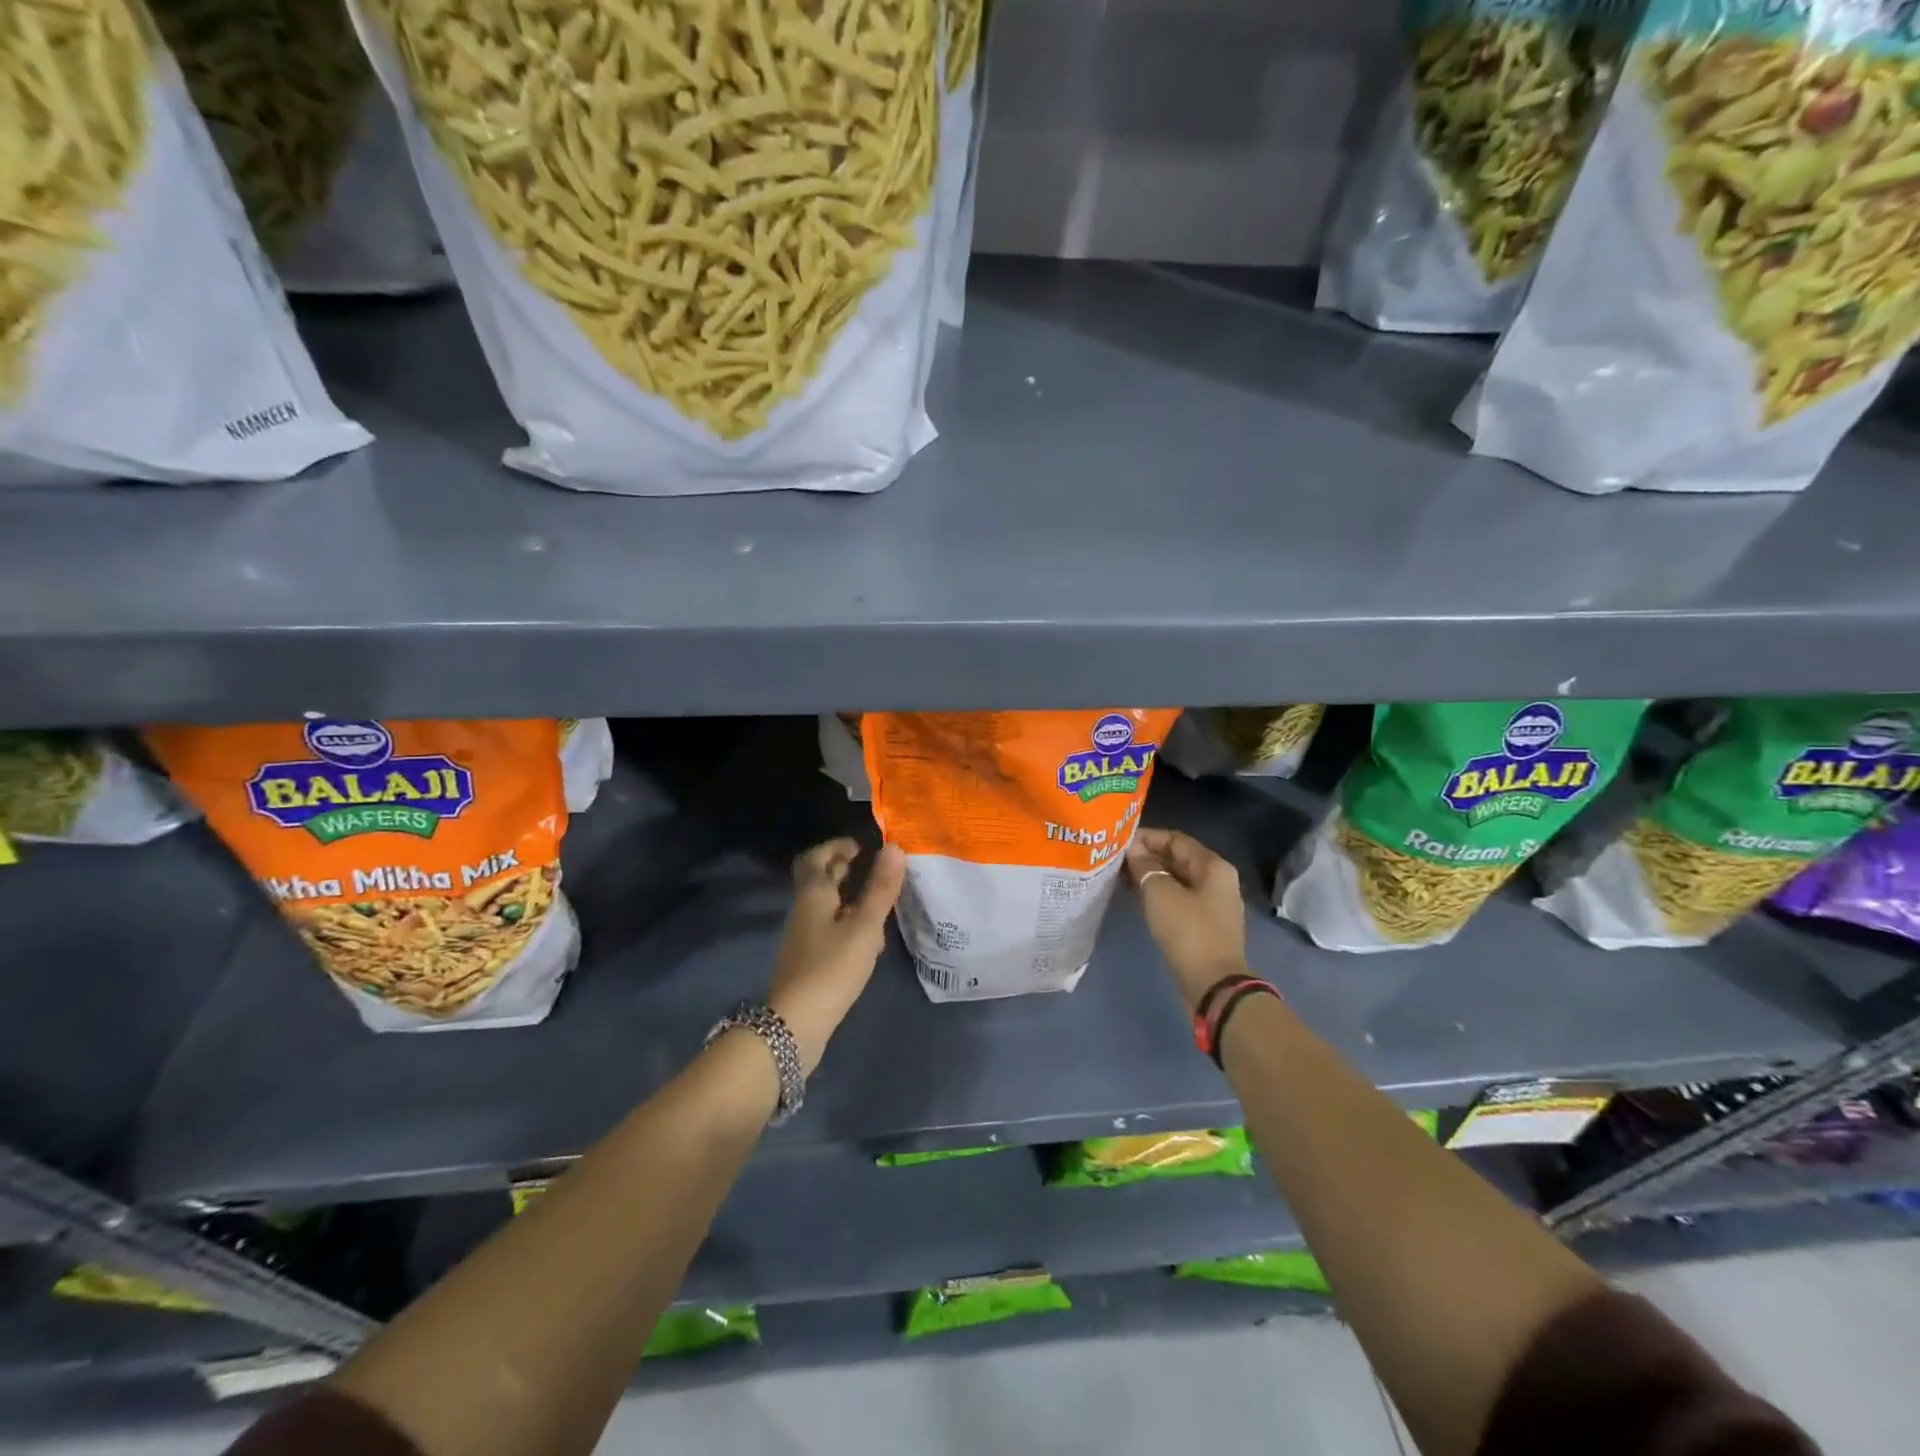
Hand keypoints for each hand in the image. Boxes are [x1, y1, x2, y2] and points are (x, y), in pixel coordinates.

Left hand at [768, 838, 905, 1072]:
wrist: (794, 1025)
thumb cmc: (831, 968)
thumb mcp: (863, 927)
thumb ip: (880, 889)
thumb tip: (894, 848)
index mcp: (813, 894)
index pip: (816, 857)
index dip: (837, 846)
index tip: (862, 846)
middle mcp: (805, 910)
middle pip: (820, 880)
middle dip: (844, 869)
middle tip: (874, 867)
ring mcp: (805, 937)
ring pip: (827, 905)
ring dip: (849, 897)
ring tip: (879, 900)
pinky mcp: (810, 961)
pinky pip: (829, 929)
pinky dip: (848, 923)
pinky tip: (869, 938)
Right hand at [1127, 828, 1247, 1011]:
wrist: (1212, 985)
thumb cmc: (1188, 931)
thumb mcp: (1160, 894)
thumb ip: (1145, 866)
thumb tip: (1133, 849)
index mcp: (1213, 866)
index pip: (1175, 839)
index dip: (1147, 837)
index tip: (1119, 840)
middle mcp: (1216, 880)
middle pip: (1177, 859)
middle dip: (1147, 856)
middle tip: (1115, 858)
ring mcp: (1211, 904)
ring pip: (1175, 880)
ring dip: (1149, 876)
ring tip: (1119, 876)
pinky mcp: (1203, 925)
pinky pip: (1177, 899)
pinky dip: (1157, 895)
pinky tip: (1135, 897)